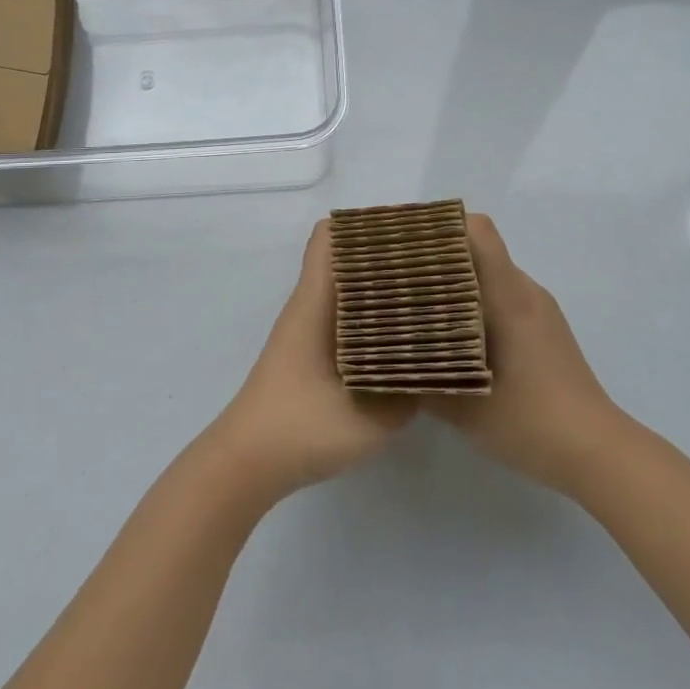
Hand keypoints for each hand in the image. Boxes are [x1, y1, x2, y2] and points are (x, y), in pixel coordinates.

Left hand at [207, 220, 415, 503]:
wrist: (248, 462)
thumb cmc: (301, 427)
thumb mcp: (369, 415)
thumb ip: (409, 388)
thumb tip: (441, 364)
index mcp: (317, 300)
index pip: (331, 236)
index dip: (369, 225)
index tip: (413, 232)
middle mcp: (310, 305)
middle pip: (346, 259)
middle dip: (387, 257)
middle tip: (436, 266)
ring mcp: (308, 330)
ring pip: (347, 290)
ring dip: (382, 288)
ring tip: (430, 296)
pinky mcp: (311, 354)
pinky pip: (346, 318)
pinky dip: (373, 317)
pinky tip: (405, 338)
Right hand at [426, 214, 622, 495]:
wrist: (598, 453)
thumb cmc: (531, 421)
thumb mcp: (465, 408)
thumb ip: (421, 382)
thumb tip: (383, 365)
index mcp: (509, 296)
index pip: (478, 231)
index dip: (442, 226)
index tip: (407, 242)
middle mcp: (525, 291)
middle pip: (479, 250)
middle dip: (438, 258)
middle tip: (399, 278)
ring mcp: (539, 310)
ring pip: (491, 276)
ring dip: (457, 284)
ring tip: (420, 307)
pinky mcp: (545, 329)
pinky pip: (504, 297)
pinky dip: (476, 304)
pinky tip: (456, 338)